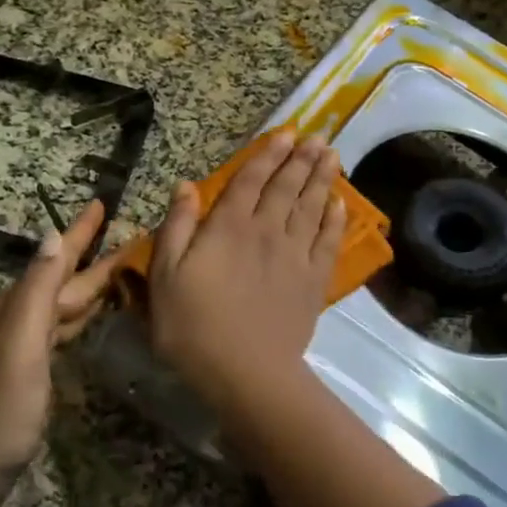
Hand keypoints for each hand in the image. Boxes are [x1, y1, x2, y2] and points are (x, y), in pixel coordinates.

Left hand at [0, 200, 117, 478]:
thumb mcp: (21, 342)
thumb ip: (37, 289)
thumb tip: (53, 234)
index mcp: (19, 306)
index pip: (56, 258)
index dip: (79, 231)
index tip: (101, 202)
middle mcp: (20, 318)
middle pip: (64, 279)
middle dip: (95, 255)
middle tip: (132, 236)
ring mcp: (24, 346)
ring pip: (65, 303)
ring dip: (92, 283)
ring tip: (123, 269)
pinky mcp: (30, 371)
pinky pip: (63, 329)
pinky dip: (82, 315)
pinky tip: (93, 316)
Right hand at [148, 129, 345, 405]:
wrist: (245, 372)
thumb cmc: (193, 326)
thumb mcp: (165, 276)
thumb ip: (177, 227)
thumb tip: (185, 185)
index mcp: (229, 227)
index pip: (251, 180)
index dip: (268, 155)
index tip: (285, 134)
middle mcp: (266, 231)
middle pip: (287, 187)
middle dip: (302, 159)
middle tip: (317, 137)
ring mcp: (295, 255)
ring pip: (311, 207)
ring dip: (322, 179)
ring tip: (332, 155)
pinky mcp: (313, 280)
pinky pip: (328, 241)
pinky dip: (335, 219)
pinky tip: (340, 204)